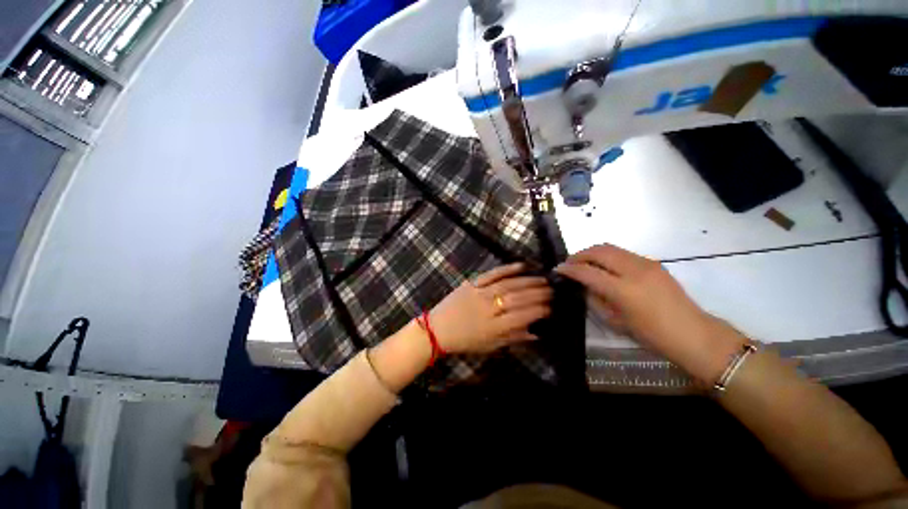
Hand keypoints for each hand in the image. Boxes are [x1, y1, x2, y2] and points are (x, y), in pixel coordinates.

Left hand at [429, 263, 551, 353]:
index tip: (552, 308)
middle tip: (552, 291)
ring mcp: (480, 293)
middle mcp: (489, 308)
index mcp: (494, 327)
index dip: (540, 311)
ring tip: (543, 280)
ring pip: (508, 284)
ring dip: (528, 281)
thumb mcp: (490, 346)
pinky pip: (492, 274)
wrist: (437, 329)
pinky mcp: (472, 283)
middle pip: (518, 298)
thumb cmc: (465, 340)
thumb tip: (537, 333)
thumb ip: (513, 338)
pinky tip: (521, 266)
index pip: (523, 316)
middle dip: (539, 294)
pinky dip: (507, 269)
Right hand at [555, 244, 745, 382]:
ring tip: (584, 262)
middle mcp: (634, 270)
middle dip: (579, 255)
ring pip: (610, 248)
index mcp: (623, 290)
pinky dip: (607, 256)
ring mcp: (646, 263)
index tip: (558, 269)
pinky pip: (622, 253)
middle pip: (599, 251)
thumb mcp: (615, 320)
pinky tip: (604, 267)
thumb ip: (596, 298)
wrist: (692, 333)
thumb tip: (583, 284)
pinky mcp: (653, 263)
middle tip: (569, 263)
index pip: (588, 272)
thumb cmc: (651, 334)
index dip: (570, 269)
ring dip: (593, 252)